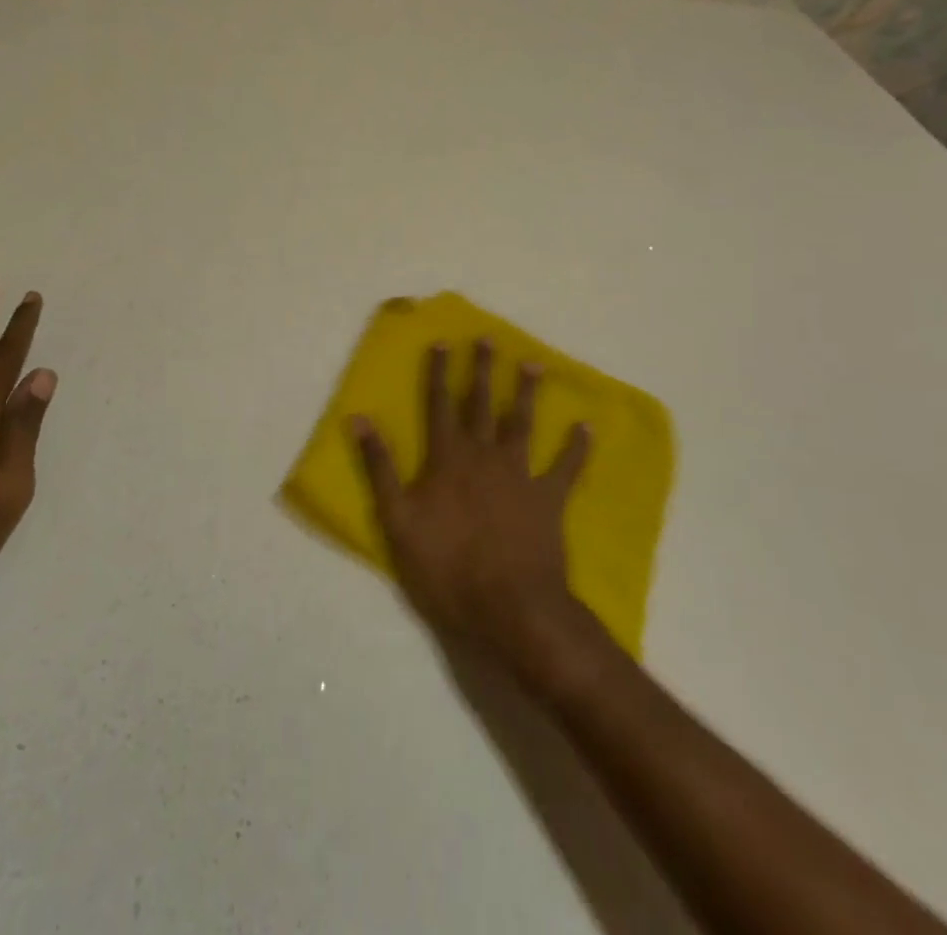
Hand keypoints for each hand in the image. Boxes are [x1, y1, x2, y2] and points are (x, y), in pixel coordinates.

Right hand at [352, 341, 590, 664]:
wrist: (510, 607)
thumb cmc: (446, 566)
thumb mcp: (397, 519)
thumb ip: (380, 467)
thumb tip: (359, 419)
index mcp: (447, 457)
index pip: (439, 404)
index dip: (439, 373)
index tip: (443, 341)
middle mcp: (484, 455)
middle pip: (482, 404)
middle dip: (482, 370)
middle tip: (489, 339)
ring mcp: (520, 475)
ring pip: (522, 423)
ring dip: (527, 393)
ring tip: (533, 364)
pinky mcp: (549, 499)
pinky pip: (567, 467)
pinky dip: (577, 447)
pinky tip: (587, 426)